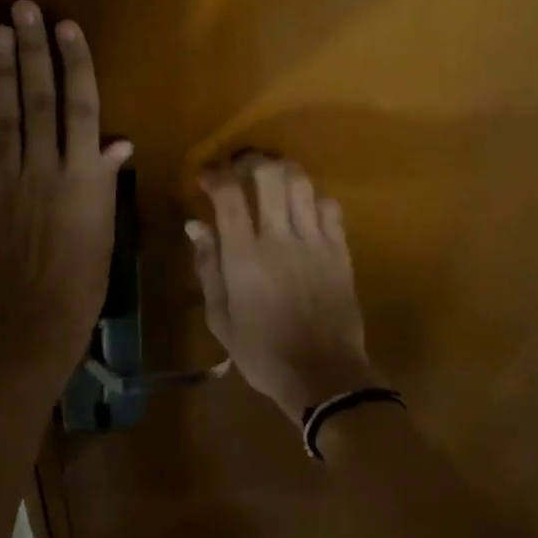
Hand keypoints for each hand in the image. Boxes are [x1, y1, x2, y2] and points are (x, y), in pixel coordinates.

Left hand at [0, 2, 132, 380]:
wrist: (34, 320)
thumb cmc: (83, 276)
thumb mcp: (105, 226)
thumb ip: (105, 179)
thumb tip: (117, 141)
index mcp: (82, 176)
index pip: (81, 108)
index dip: (74, 64)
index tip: (66, 27)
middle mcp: (44, 169)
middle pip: (38, 101)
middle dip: (32, 52)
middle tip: (24, 9)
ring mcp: (5, 182)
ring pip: (2, 117)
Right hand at [190, 156, 381, 424]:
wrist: (323, 375)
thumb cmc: (263, 352)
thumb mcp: (221, 318)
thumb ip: (208, 267)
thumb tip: (196, 226)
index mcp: (245, 256)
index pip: (229, 195)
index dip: (215, 175)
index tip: (206, 176)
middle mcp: (281, 238)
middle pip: (270, 175)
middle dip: (252, 162)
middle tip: (242, 167)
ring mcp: (315, 241)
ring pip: (302, 184)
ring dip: (284, 173)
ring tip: (273, 180)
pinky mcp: (341, 250)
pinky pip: (330, 207)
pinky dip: (313, 199)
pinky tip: (304, 210)